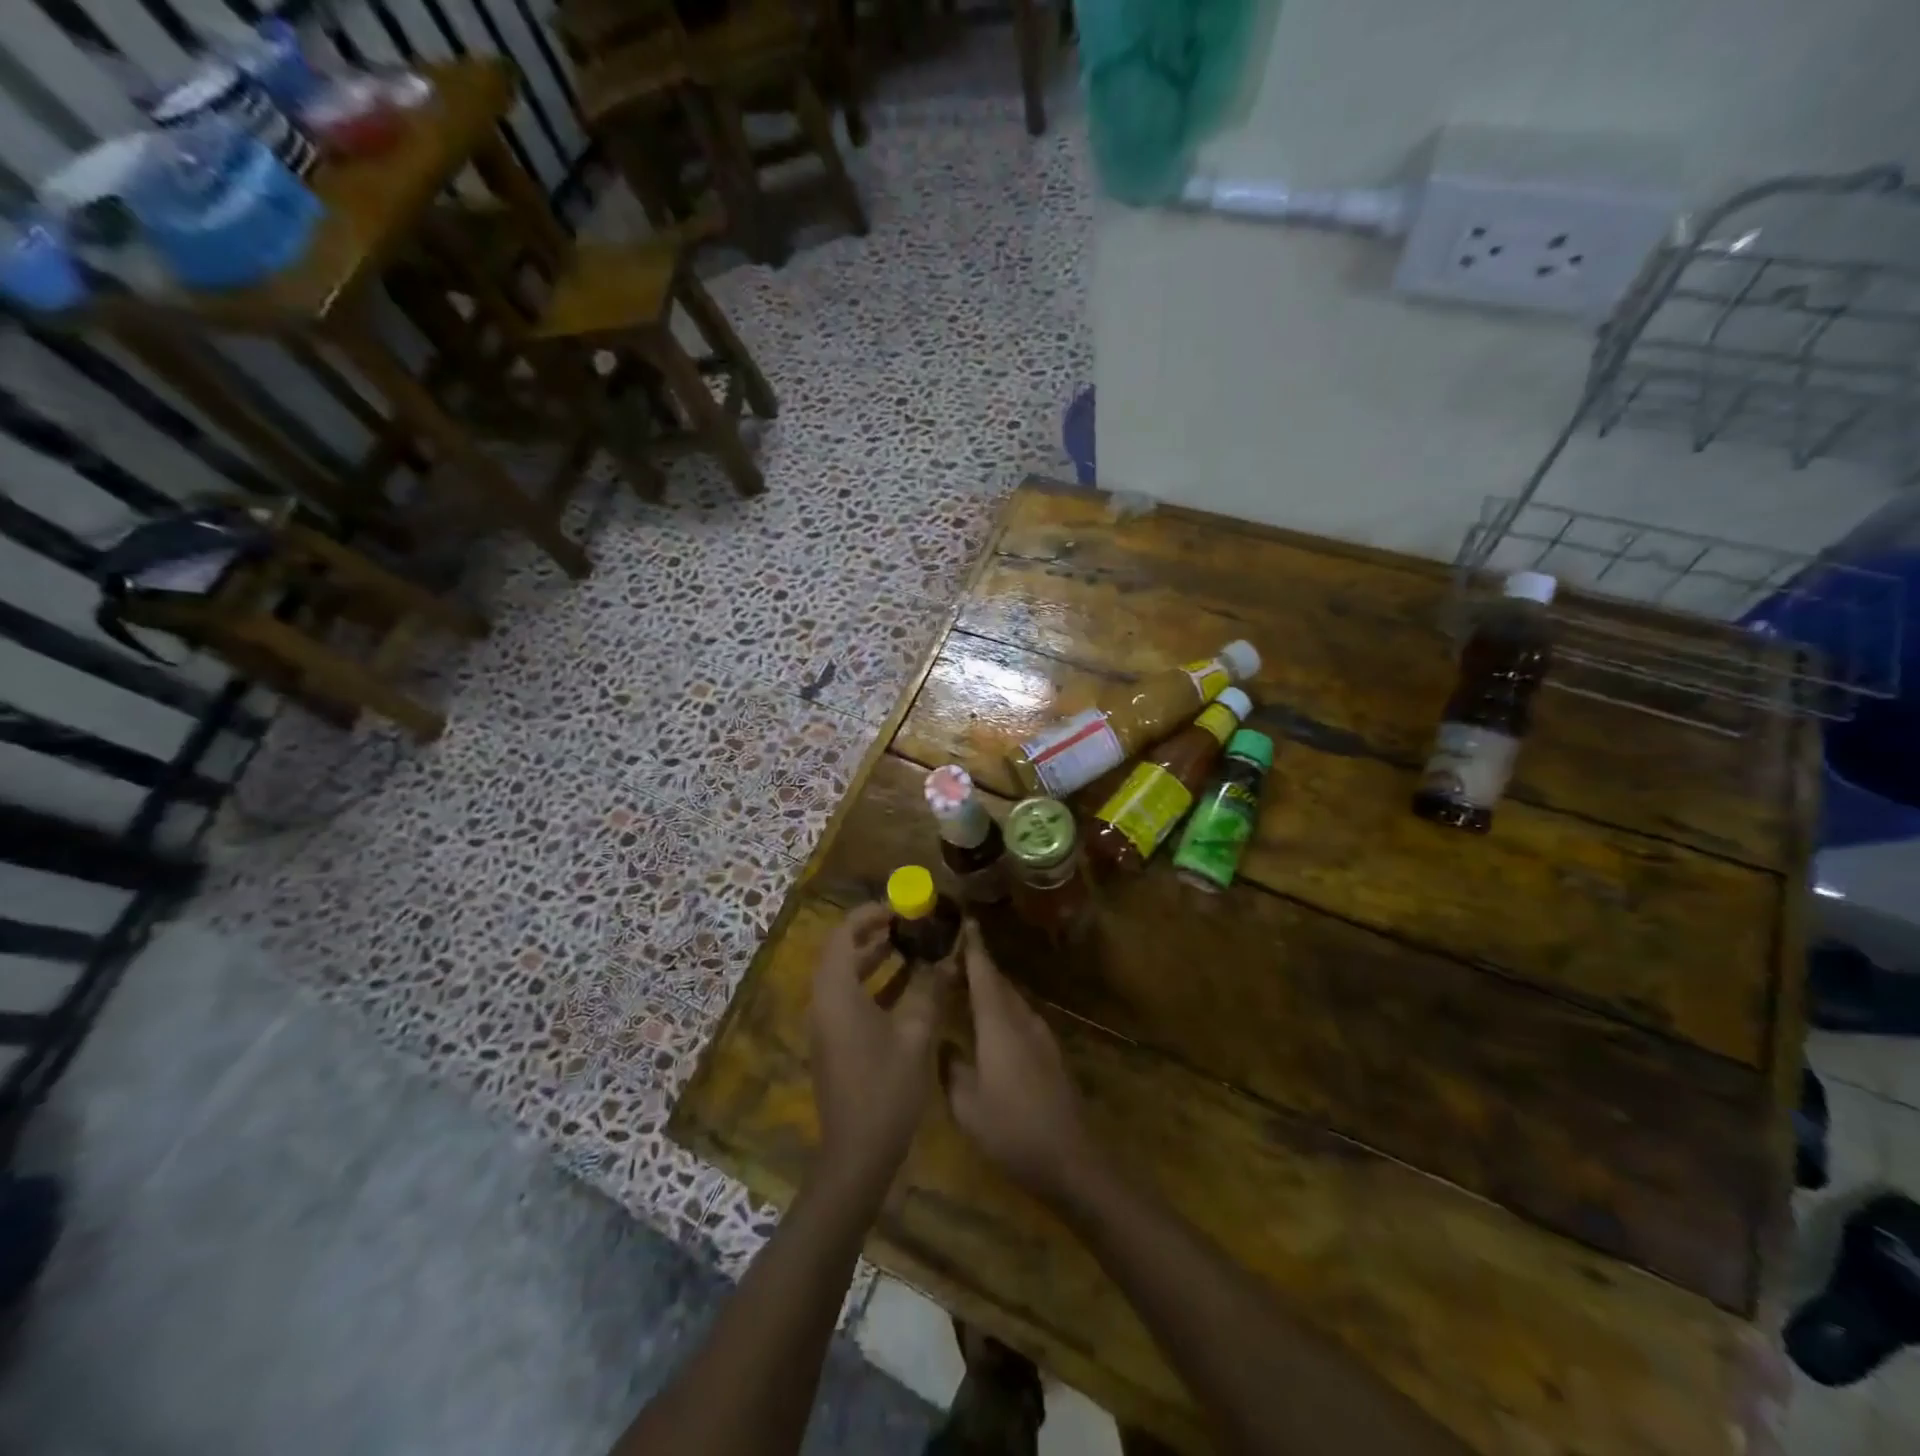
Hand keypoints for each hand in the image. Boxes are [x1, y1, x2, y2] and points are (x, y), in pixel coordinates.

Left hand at [809, 903, 954, 1192]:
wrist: (857, 1154)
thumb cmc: (886, 1089)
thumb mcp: (915, 1035)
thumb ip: (929, 990)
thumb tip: (947, 957)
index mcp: (836, 993)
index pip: (843, 934)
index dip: (870, 915)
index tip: (901, 906)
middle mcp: (823, 1002)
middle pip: (841, 951)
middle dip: (874, 933)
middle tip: (910, 922)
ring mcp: (826, 1024)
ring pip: (846, 975)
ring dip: (875, 958)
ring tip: (912, 945)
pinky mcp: (834, 1041)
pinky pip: (849, 997)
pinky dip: (874, 983)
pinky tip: (907, 986)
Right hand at [946, 923, 1103, 1210]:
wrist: (1071, 1160)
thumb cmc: (1012, 1130)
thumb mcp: (966, 1106)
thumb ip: (951, 1068)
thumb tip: (943, 1043)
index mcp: (999, 1025)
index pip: (984, 974)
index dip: (974, 948)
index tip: (965, 921)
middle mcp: (1022, 1021)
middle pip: (999, 983)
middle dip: (979, 966)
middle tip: (953, 956)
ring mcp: (1041, 1036)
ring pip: (1012, 1001)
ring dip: (991, 990)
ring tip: (966, 987)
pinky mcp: (1051, 1054)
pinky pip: (1021, 1018)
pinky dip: (1003, 1011)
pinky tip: (991, 1026)